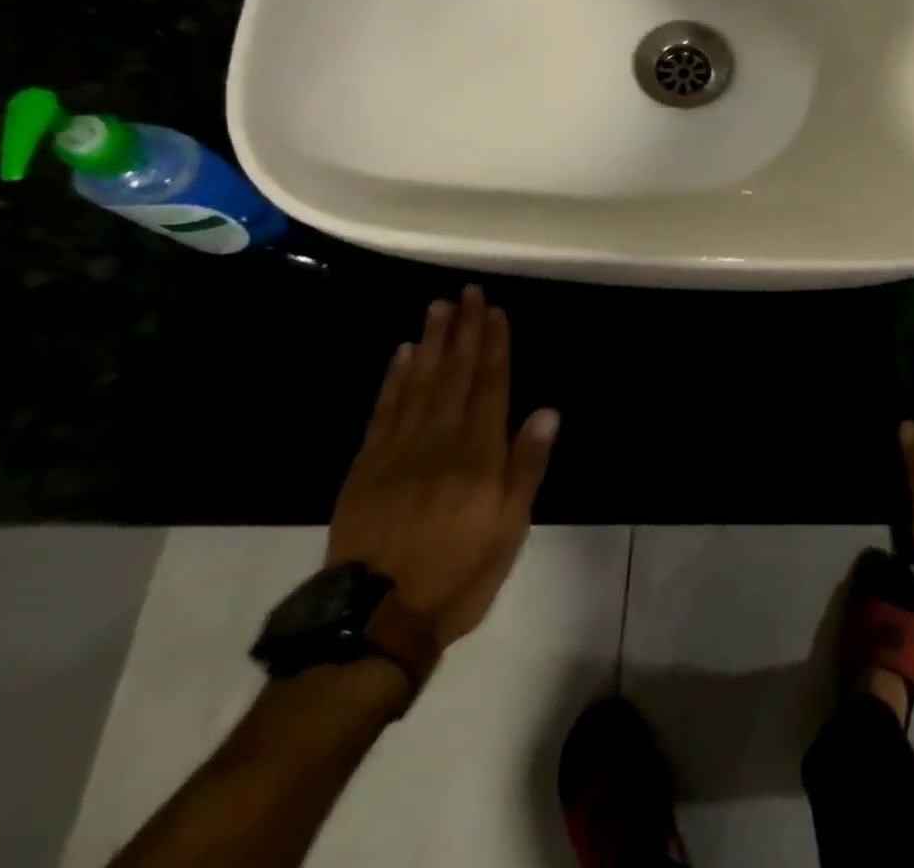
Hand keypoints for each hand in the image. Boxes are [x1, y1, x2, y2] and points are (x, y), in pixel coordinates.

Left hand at [327, 286, 559, 646]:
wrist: (376, 621)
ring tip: (438, 308)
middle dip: (464, 331)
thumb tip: (547, 411)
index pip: (490, 386)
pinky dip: (394, 379)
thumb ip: (526, 465)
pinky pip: (383, 411)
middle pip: (455, 375)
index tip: (496, 311)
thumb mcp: (510, 527)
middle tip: (466, 293)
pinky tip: (403, 354)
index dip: (494, 346)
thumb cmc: (459, 572)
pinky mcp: (367, 466)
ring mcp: (398, 450)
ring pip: (419, 384)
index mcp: (478, 454)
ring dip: (432, 343)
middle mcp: (439, 441)